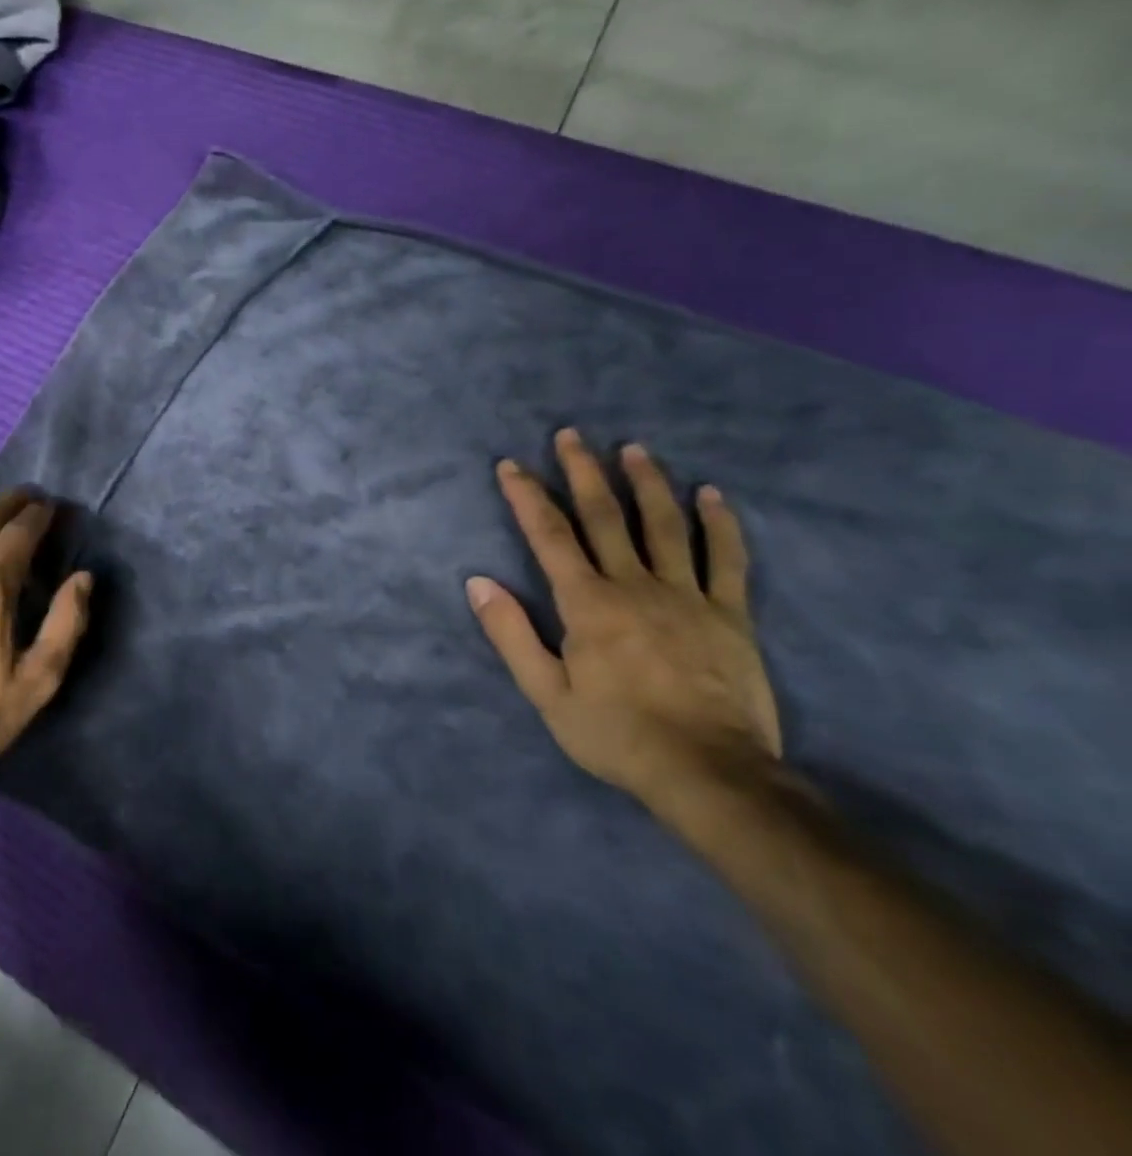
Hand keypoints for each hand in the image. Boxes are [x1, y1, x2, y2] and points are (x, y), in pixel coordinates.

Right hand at [466, 429, 780, 815]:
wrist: (710, 774)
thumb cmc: (617, 733)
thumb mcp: (546, 693)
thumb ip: (511, 634)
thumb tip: (478, 582)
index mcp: (587, 603)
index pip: (549, 535)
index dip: (527, 496)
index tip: (511, 465)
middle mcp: (634, 585)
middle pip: (605, 517)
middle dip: (583, 472)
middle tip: (570, 435)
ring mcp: (687, 596)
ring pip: (665, 526)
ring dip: (646, 483)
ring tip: (633, 449)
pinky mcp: (730, 615)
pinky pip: (726, 560)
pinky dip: (720, 524)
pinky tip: (711, 495)